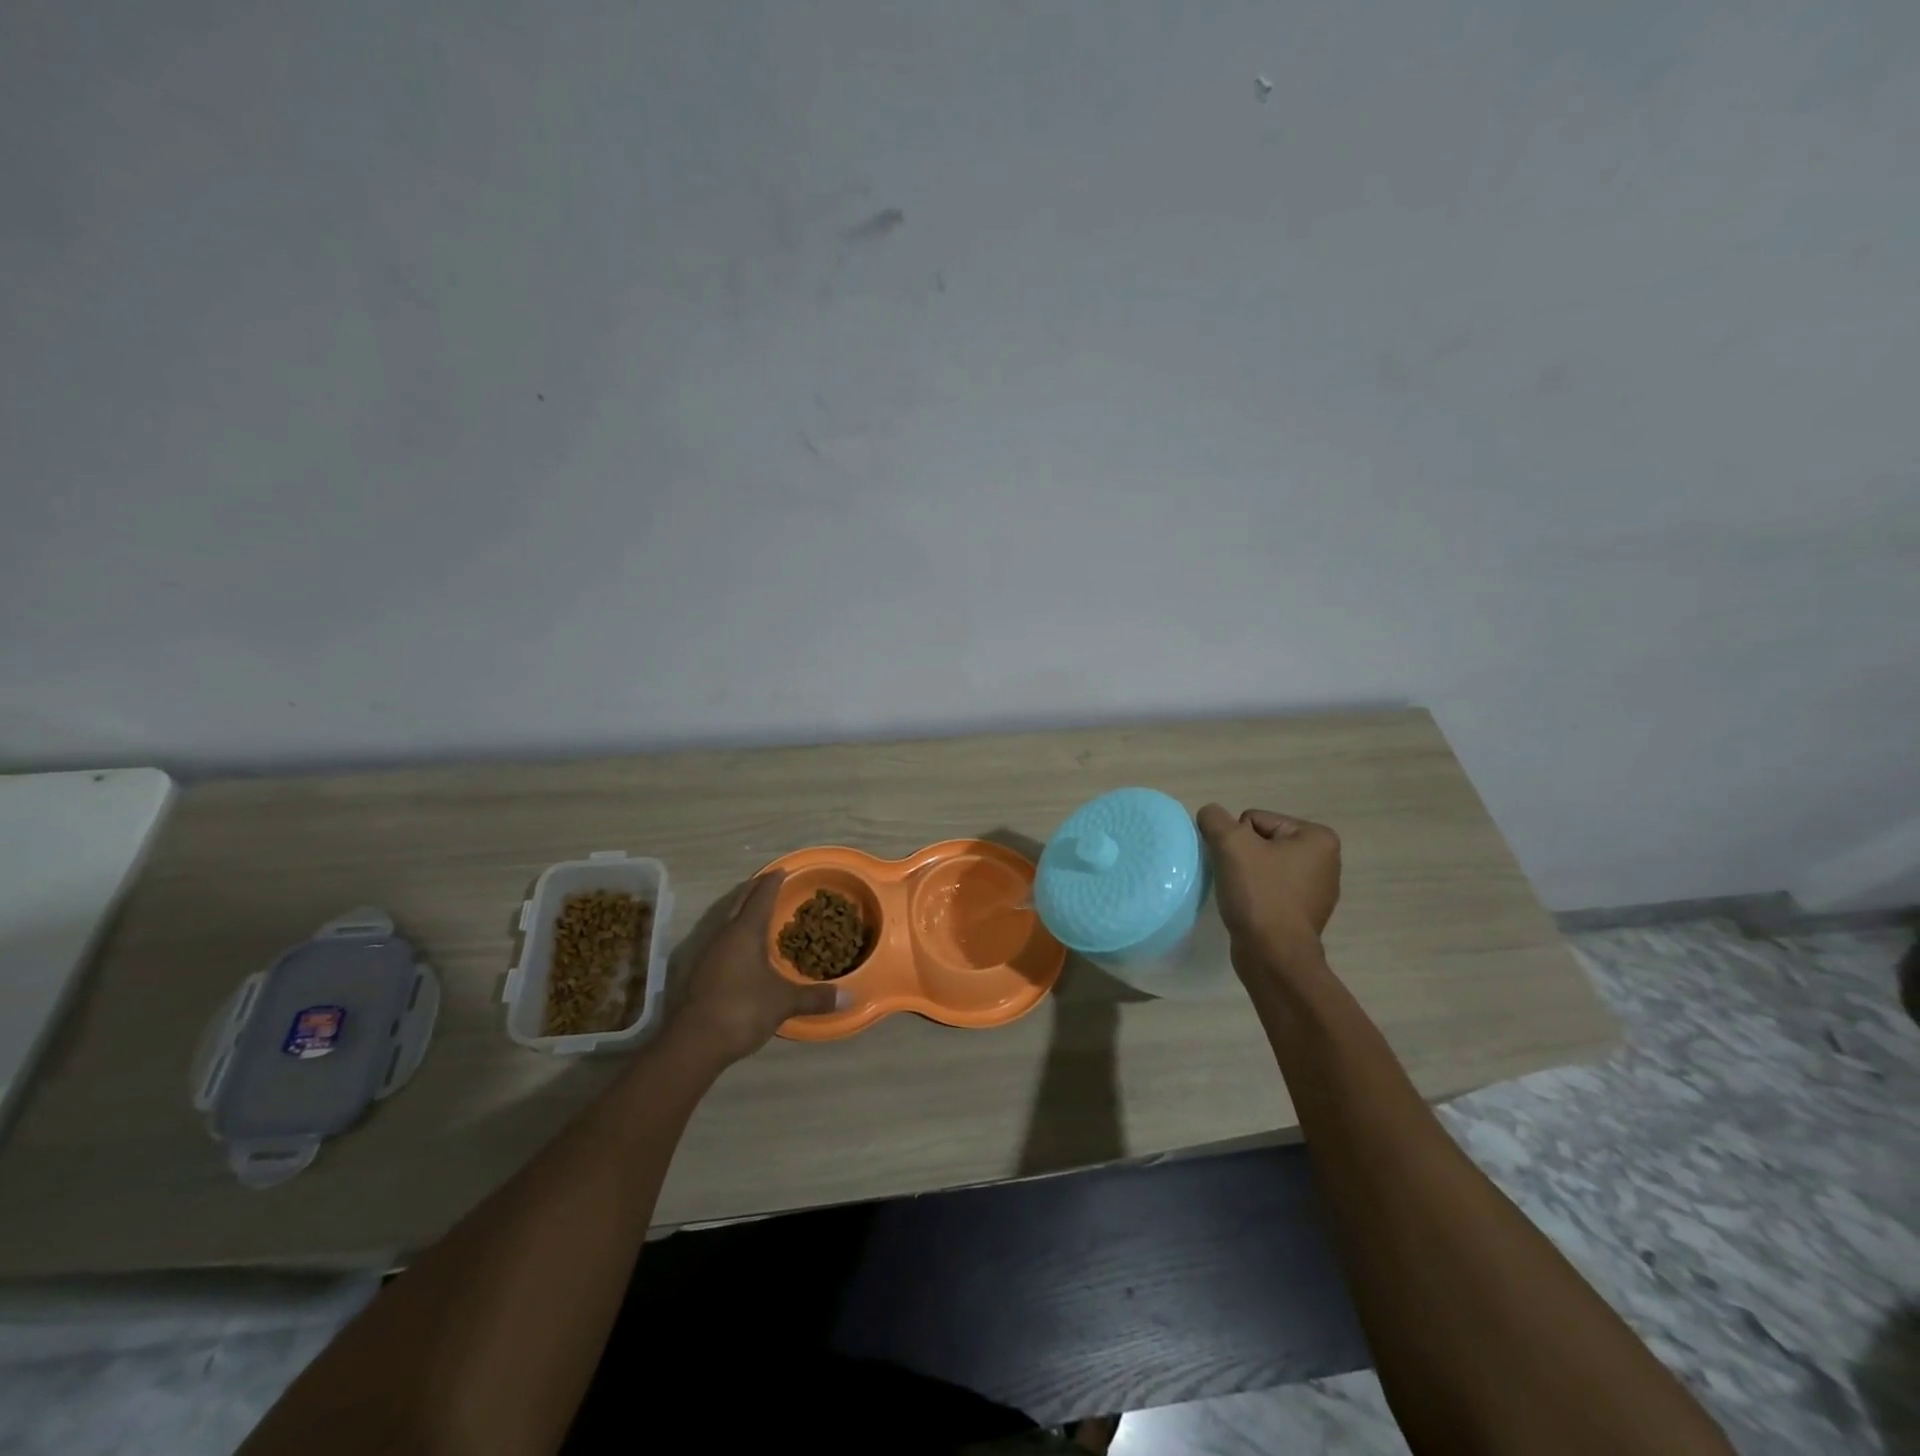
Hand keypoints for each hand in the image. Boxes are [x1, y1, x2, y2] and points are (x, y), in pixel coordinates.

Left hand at [672, 873, 841, 1064]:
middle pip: (738, 903)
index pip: (761, 897)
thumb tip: (848, 997)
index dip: (772, 882)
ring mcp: (707, 953)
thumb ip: (815, 997)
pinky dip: (733, 933)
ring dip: (740, 911)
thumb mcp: (784, 1002)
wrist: (694, 1042)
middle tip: (768, 882)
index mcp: (745, 932)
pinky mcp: (698, 972)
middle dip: (753, 890)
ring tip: (755, 911)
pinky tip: (740, 947)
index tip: (782, 870)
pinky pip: (720, 940)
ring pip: (725, 921)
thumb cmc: (743, 1009)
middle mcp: (724, 935)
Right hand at [1197, 805, 1341, 973]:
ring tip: (1242, 895)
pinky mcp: (1303, 914)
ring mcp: (1317, 890)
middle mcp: (1325, 860)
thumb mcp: (1230, 844)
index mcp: (1318, 838)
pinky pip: (1270, 889)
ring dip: (1247, 876)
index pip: (1255, 820)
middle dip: (1243, 856)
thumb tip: (1210, 815)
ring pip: (1263, 866)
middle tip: (1238, 880)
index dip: (1237, 840)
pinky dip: (1256, 895)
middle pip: (1260, 841)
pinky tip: (1250, 909)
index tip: (1240, 864)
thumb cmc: (1259, 894)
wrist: (1273, 956)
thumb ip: (1215, 818)